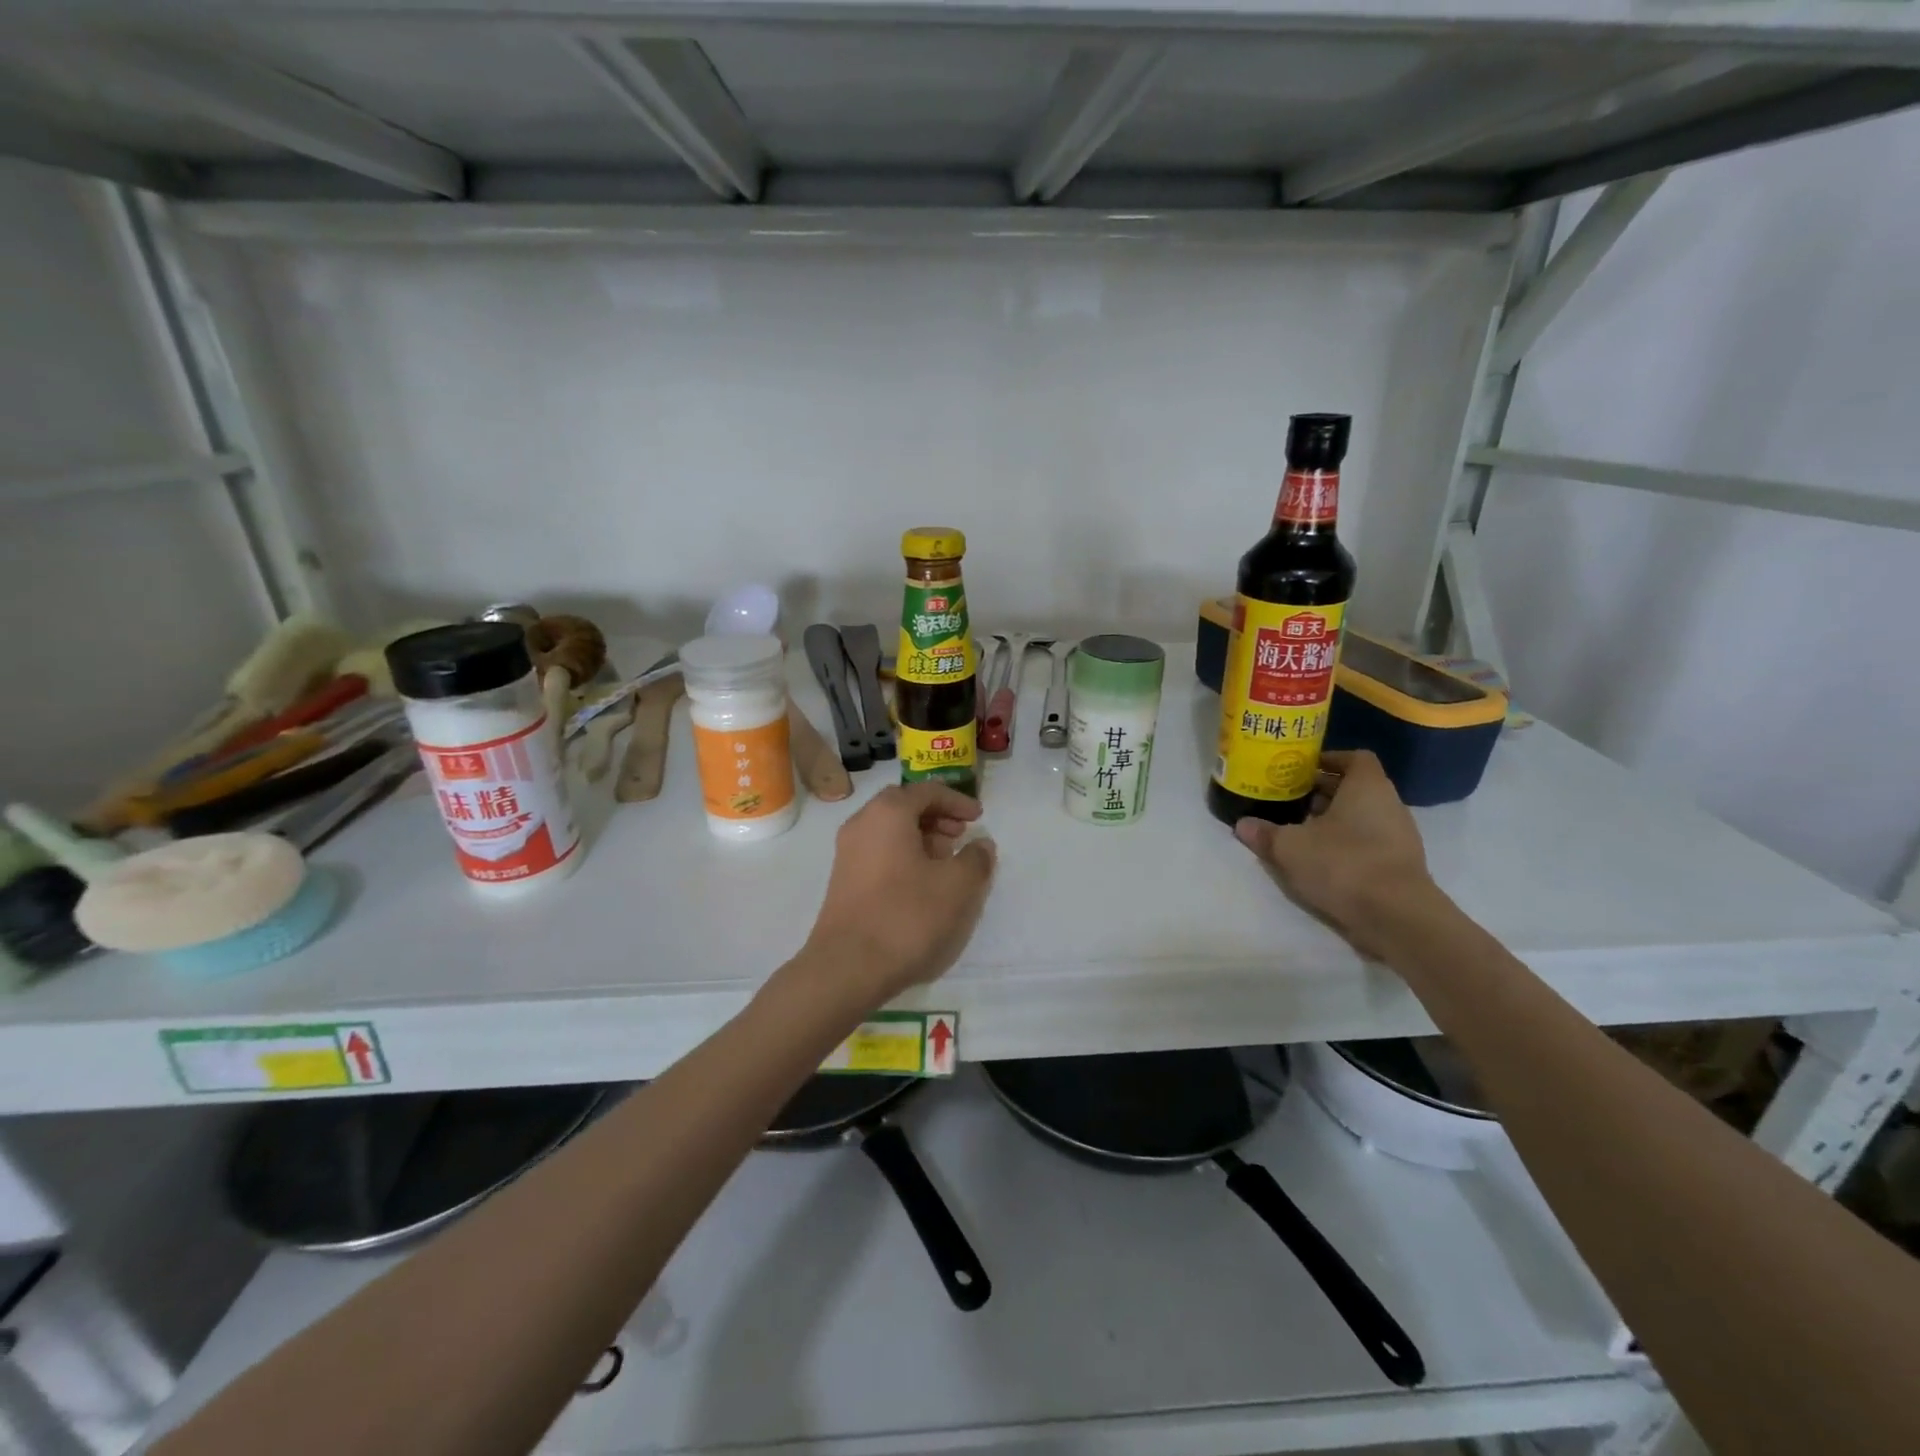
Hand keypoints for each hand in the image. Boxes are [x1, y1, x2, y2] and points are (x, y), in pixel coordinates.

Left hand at [803, 782, 996, 1003]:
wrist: (847, 966)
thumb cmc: (907, 916)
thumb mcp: (957, 886)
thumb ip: (976, 859)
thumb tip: (981, 845)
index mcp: (888, 812)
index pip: (927, 791)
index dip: (957, 801)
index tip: (979, 817)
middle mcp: (862, 823)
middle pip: (904, 806)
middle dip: (937, 817)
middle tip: (961, 836)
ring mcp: (848, 852)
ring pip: (890, 830)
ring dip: (921, 838)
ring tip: (946, 862)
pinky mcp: (844, 879)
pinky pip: (879, 851)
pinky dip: (904, 855)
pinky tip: (922, 884)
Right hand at [1232, 750, 1442, 959]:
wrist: (1396, 916)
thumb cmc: (1343, 864)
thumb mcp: (1290, 847)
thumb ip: (1265, 833)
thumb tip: (1242, 825)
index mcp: (1367, 786)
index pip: (1355, 758)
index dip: (1329, 759)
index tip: (1303, 770)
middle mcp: (1389, 804)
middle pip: (1355, 788)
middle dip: (1323, 792)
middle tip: (1290, 800)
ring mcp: (1399, 836)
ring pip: (1362, 816)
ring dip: (1333, 821)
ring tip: (1300, 831)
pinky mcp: (1400, 865)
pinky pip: (1369, 842)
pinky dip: (1346, 844)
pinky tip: (1321, 860)